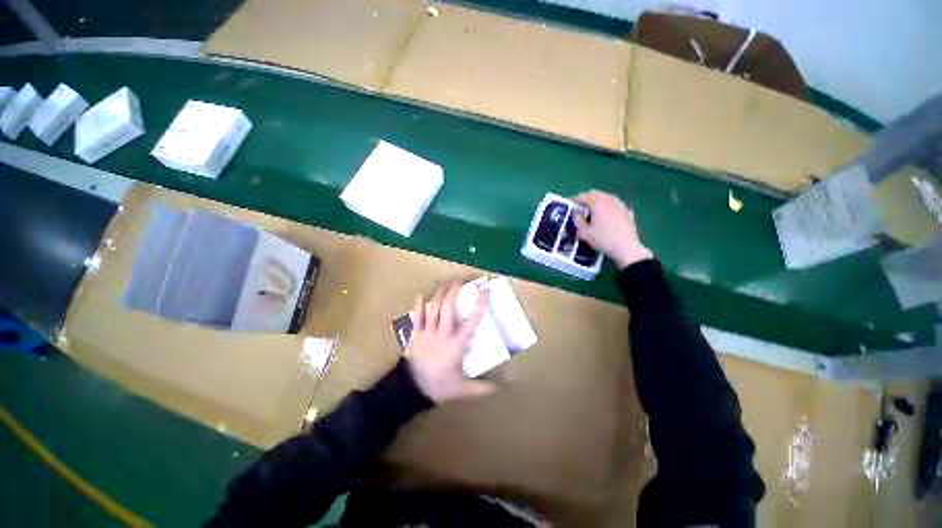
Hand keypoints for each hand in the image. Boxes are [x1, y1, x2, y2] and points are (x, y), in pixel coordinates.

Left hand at [405, 282, 496, 402]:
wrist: (411, 391)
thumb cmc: (439, 387)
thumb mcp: (463, 389)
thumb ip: (482, 387)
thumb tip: (500, 389)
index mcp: (457, 345)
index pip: (472, 321)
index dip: (479, 304)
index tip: (484, 290)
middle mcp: (442, 334)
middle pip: (448, 308)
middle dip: (453, 291)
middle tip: (458, 279)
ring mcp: (427, 333)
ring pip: (433, 308)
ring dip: (438, 293)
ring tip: (443, 282)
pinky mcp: (414, 335)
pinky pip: (416, 317)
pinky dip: (419, 305)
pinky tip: (421, 295)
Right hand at [573, 190, 653, 269]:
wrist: (626, 248)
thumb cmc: (603, 240)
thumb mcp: (585, 233)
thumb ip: (578, 220)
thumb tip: (576, 213)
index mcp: (597, 204)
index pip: (583, 196)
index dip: (575, 200)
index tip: (571, 205)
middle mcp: (609, 200)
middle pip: (596, 194)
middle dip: (587, 198)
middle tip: (581, 207)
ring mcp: (620, 205)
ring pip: (606, 197)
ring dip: (598, 201)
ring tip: (593, 211)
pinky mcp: (627, 211)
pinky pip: (615, 204)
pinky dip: (608, 206)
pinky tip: (607, 214)